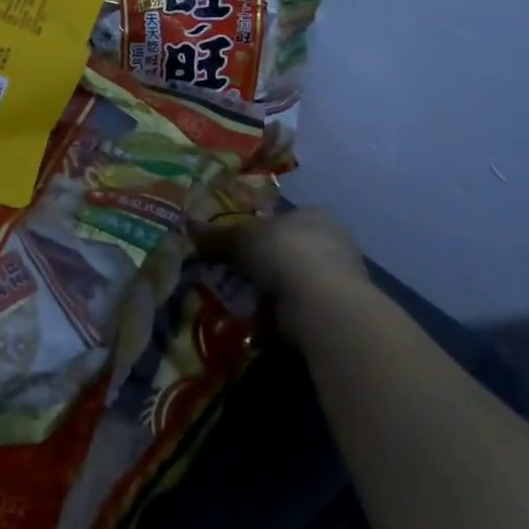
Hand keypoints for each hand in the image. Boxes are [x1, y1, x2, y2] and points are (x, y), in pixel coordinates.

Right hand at [198, 206, 369, 340]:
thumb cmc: (282, 251)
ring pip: (295, 278)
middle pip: (289, 248)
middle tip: (236, 270)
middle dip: (265, 261)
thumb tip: (188, 226)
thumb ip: (216, 235)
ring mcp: (340, 277)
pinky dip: (282, 309)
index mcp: (315, 214)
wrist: (320, 302)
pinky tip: (261, 314)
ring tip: (243, 295)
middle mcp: (334, 241)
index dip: (260, 229)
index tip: (239, 243)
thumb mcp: (240, 238)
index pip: (285, 218)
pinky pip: (300, 304)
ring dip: (272, 287)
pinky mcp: (337, 310)